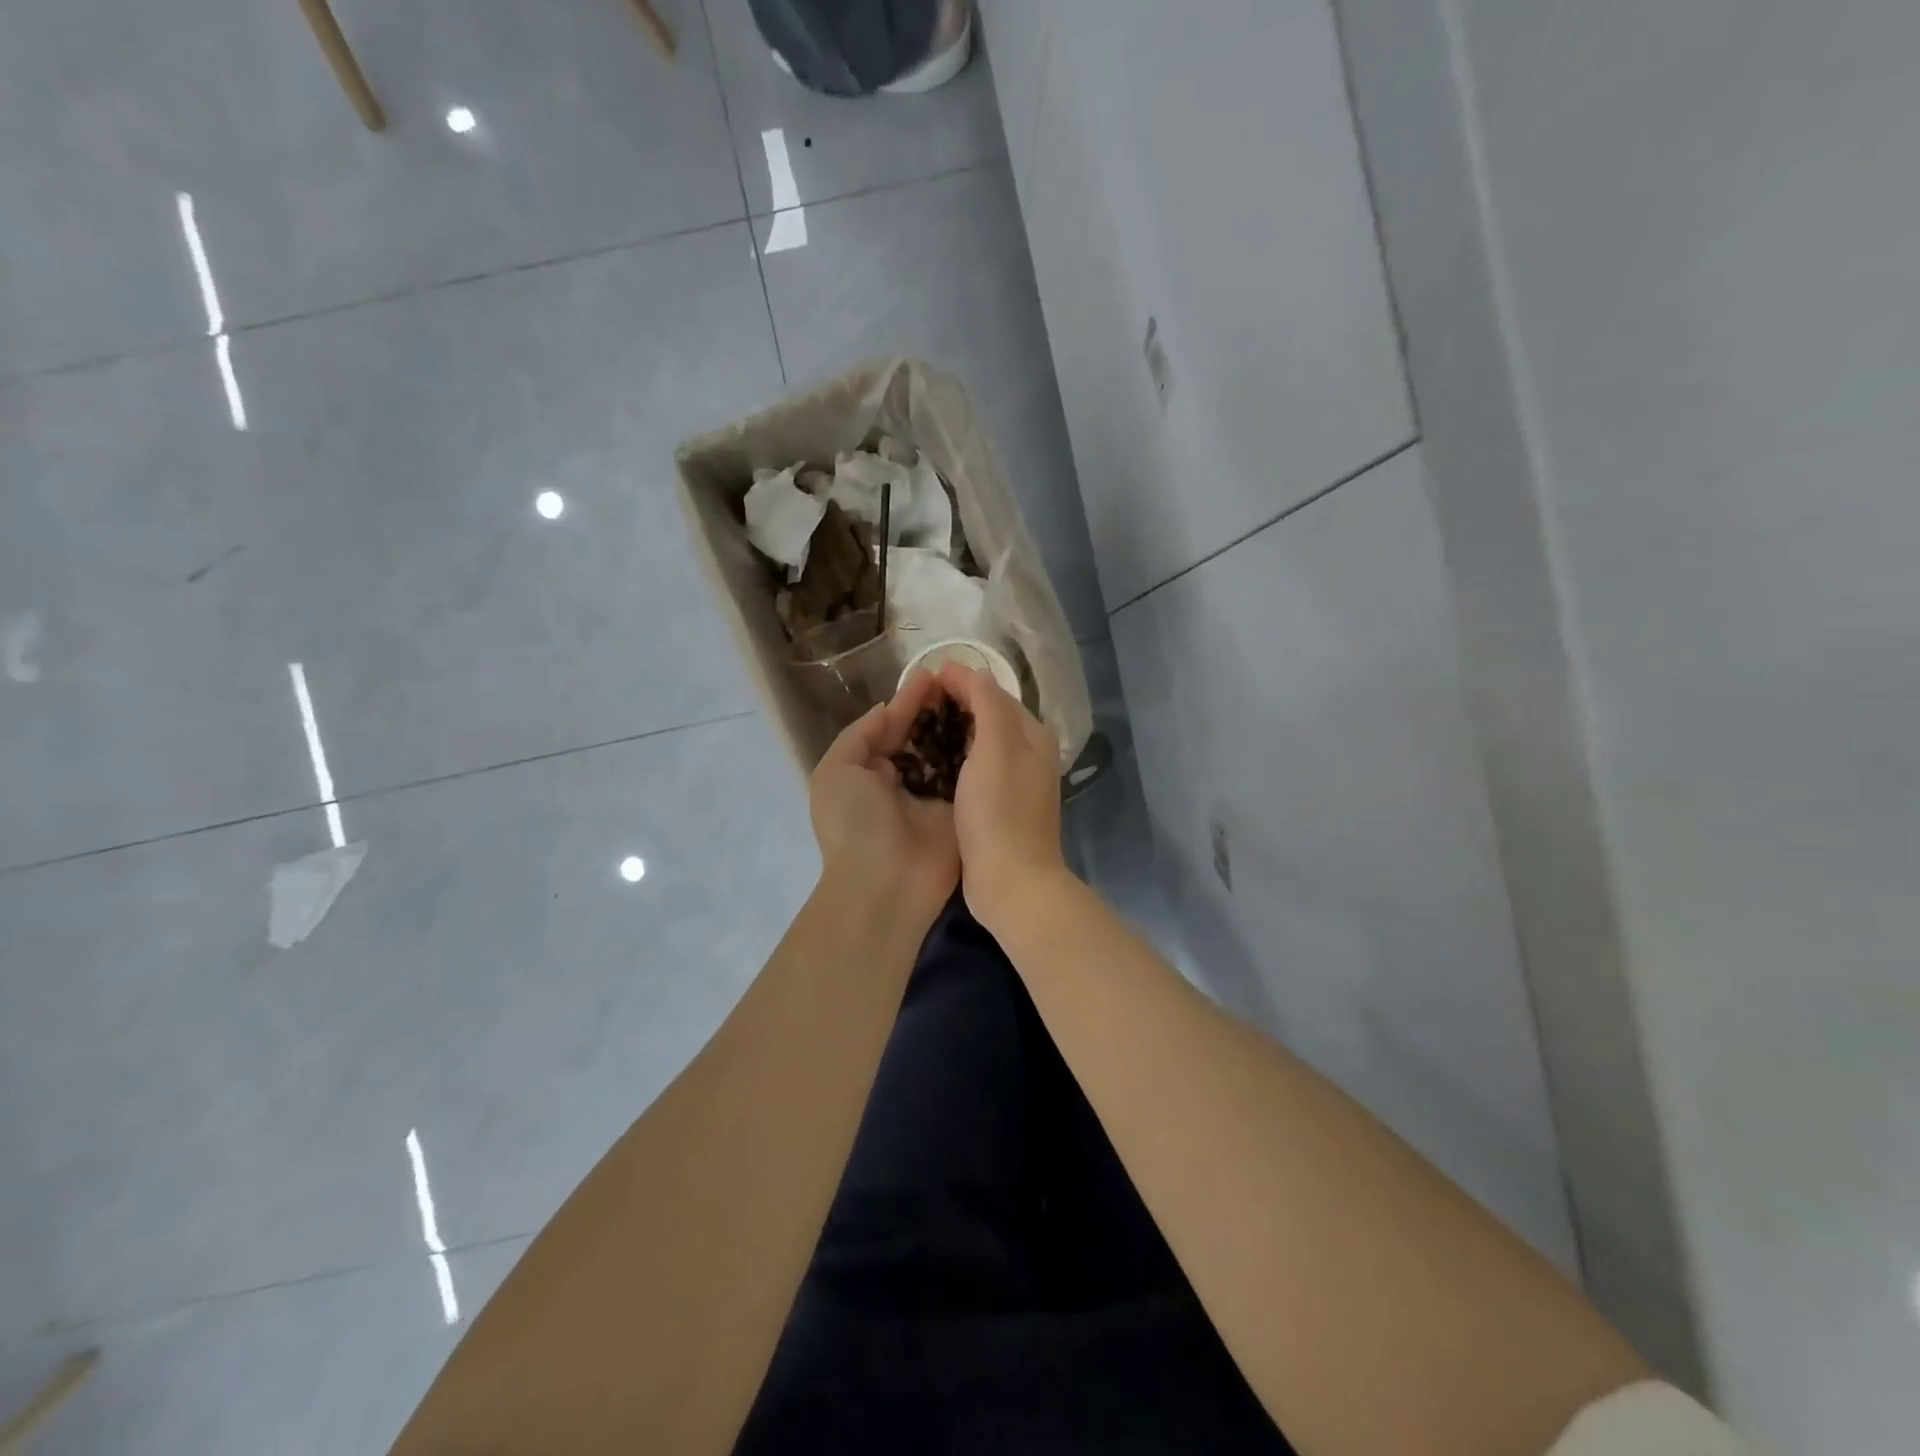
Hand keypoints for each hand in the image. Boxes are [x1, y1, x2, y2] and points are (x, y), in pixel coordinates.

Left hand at [809, 669, 959, 919]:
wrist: (885, 885)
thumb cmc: (854, 823)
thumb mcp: (836, 772)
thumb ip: (860, 735)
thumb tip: (886, 709)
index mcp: (871, 772)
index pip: (893, 728)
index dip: (909, 701)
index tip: (932, 674)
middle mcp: (904, 781)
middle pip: (925, 737)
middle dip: (939, 709)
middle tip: (962, 679)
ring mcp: (935, 797)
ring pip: (950, 752)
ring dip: (962, 726)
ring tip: (980, 695)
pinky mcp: (961, 811)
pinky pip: (970, 776)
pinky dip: (979, 753)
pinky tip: (994, 726)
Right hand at [935, 663, 1070, 932]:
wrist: (1011, 882)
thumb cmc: (1000, 811)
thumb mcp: (995, 747)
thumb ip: (987, 703)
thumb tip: (973, 671)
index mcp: (1032, 735)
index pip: (994, 693)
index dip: (961, 681)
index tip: (924, 676)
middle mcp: (1029, 754)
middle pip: (989, 716)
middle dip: (956, 703)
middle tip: (915, 701)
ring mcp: (1015, 783)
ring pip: (981, 743)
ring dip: (953, 730)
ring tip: (917, 726)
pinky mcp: (999, 806)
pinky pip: (974, 769)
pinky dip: (954, 758)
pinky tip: (931, 763)